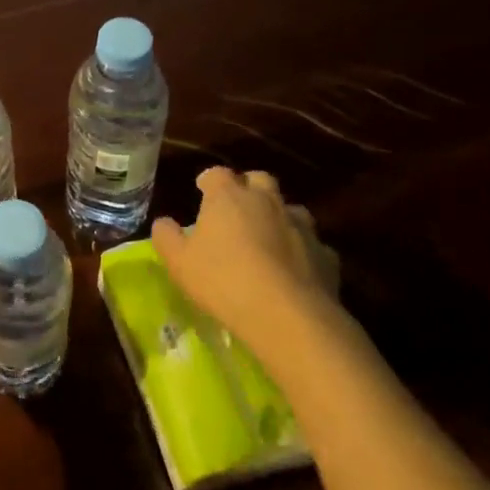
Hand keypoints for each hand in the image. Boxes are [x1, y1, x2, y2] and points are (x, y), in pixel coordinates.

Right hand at [151, 169, 338, 341]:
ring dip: (278, 216)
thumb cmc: (223, 281)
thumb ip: (166, 237)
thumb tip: (163, 223)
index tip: (202, 190)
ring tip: (267, 238)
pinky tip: (294, 269)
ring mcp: (300, 226)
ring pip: (290, 208)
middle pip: (259, 179)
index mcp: (229, 197)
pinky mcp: (326, 254)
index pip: (217, 173)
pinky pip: (312, 244)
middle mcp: (267, 201)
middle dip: (248, 187)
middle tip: (237, 208)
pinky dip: (302, 250)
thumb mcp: (179, 262)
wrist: (288, 315)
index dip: (208, 180)